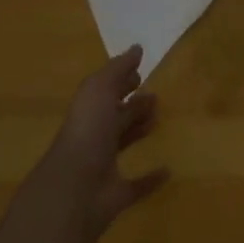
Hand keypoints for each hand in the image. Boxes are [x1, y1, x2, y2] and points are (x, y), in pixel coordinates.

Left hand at [37, 46, 168, 242]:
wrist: (75, 188)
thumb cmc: (88, 131)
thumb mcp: (99, 89)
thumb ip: (118, 69)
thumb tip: (137, 48)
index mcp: (88, 110)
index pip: (105, 91)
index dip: (121, 81)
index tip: (140, 74)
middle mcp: (94, 135)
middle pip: (115, 116)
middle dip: (133, 105)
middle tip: (156, 98)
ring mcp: (103, 166)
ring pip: (123, 143)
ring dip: (139, 131)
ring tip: (159, 121)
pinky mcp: (117, 194)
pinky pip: (136, 185)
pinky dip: (150, 179)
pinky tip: (168, 171)